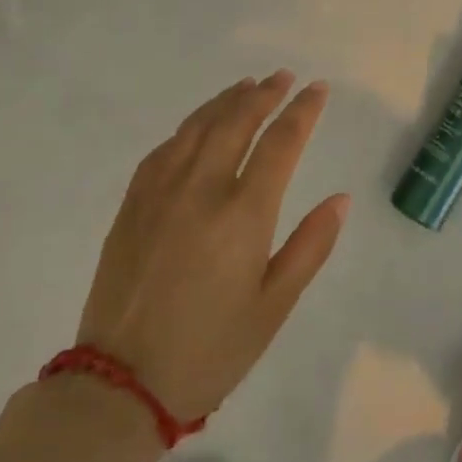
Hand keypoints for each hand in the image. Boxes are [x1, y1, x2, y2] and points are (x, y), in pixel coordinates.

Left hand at [78, 70, 349, 422]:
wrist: (121, 384)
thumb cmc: (212, 349)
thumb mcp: (275, 305)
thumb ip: (310, 246)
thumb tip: (340, 198)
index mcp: (243, 214)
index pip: (280, 143)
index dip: (302, 111)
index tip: (318, 90)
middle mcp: (201, 190)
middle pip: (236, 123)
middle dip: (263, 94)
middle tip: (283, 76)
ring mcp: (159, 194)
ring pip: (197, 128)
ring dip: (225, 102)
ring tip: (246, 85)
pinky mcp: (131, 207)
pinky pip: (163, 150)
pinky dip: (187, 128)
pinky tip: (197, 126)